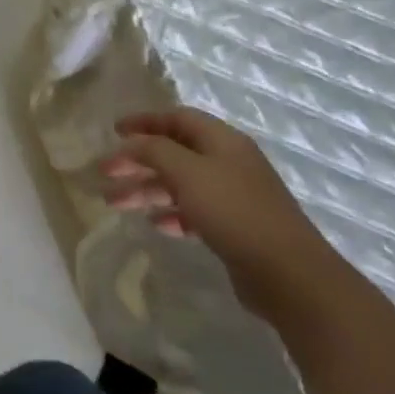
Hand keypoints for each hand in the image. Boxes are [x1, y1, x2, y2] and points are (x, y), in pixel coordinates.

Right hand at [100, 108, 345, 322]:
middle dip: (137, 161)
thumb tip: (132, 143)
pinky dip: (170, 213)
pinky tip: (155, 224)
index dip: (144, 121)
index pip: (177, 118)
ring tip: (114, 203)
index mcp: (222, 141)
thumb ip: (154, 150)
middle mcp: (228, 163)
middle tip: (105, 173)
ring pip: (180, 183)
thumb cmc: (234, 212)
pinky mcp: (235, 227)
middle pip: (174, 152)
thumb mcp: (187, 172)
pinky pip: (193, 211)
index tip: (114, 132)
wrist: (289, 275)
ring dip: (147, 189)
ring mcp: (233, 196)